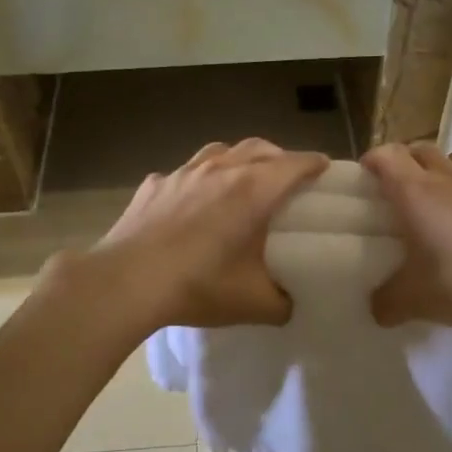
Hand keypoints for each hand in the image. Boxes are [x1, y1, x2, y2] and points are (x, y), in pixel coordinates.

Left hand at [77, 139, 328, 332]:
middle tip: (287, 175)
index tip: (324, 168)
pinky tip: (191, 200)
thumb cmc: (198, 286)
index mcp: (253, 190)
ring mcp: (183, 173)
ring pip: (220, 150)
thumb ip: (282, 303)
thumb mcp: (253, 304)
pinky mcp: (154, 184)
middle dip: (279, 156)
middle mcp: (221, 170)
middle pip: (259, 148)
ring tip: (242, 178)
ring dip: (239, 158)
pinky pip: (184, 172)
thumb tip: (289, 303)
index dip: (313, 164)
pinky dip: (198, 179)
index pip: (294, 164)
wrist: (127, 282)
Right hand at [363, 143, 451, 331]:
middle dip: (404, 162)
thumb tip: (377, 308)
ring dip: (442, 169)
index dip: (372, 161)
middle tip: (397, 191)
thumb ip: (388, 302)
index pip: (387, 156)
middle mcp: (449, 179)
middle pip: (420, 149)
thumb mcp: (417, 301)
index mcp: (417, 193)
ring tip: (438, 198)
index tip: (365, 179)